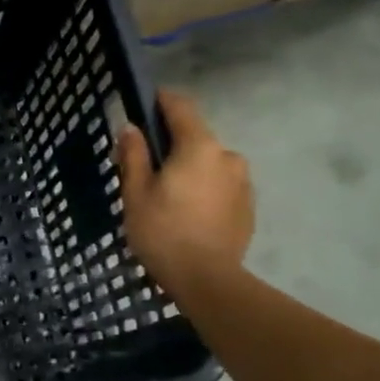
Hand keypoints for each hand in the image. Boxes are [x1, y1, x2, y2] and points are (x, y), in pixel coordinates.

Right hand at [115, 89, 253, 296]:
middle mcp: (227, 156)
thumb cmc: (163, 232)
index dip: (161, 101)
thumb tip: (131, 128)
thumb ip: (134, 155)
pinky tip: (187, 215)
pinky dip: (203, 191)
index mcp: (199, 147)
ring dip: (189, 171)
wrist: (207, 280)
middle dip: (172, 147)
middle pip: (195, 139)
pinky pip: (220, 186)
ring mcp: (243, 182)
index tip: (145, 102)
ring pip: (209, 164)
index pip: (181, 108)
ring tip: (167, 198)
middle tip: (146, 170)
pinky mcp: (248, 206)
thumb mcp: (135, 193)